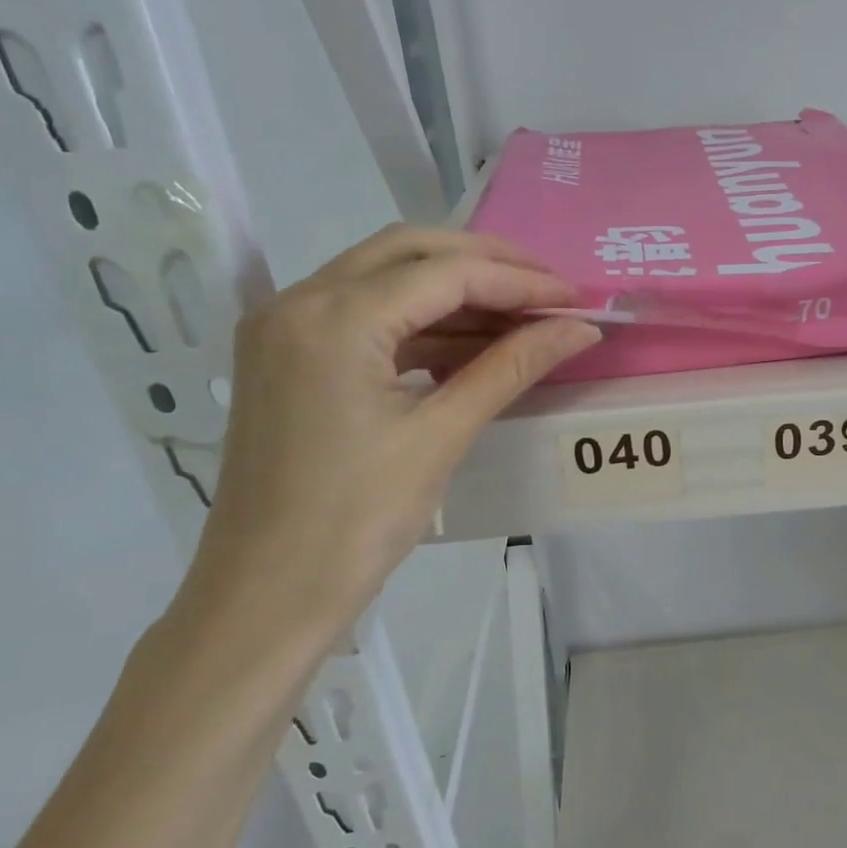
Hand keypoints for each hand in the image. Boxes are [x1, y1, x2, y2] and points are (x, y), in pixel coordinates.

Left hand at [182, 228, 599, 640]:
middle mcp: (299, 301)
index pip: (445, 274)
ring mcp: (285, 326)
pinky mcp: (288, 354)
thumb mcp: (442, 436)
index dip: (519, 281)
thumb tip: (581, 328)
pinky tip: (471, 343)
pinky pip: (366, 314)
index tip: (575, 297)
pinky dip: (422, 320)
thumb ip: (512, 367)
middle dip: (486, 264)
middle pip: (410, 251)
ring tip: (522, 317)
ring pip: (386, 277)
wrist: (265, 596)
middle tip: (548, 290)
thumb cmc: (356, 522)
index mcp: (333, 319)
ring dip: (455, 291)